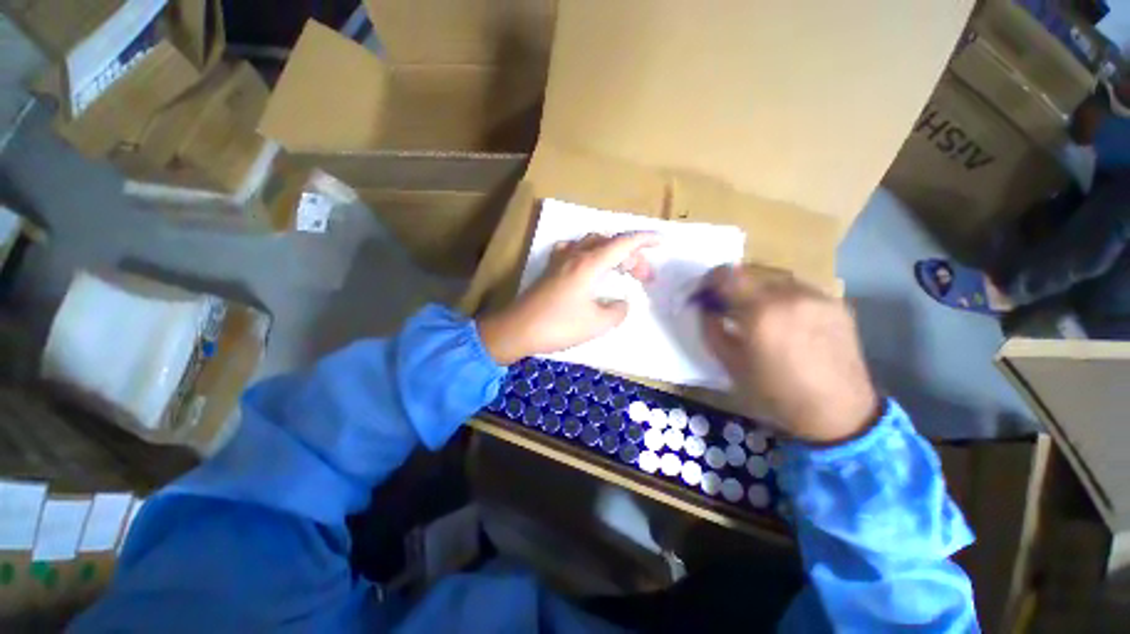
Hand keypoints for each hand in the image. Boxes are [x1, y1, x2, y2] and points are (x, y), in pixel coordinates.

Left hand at [477, 233, 659, 365]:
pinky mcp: (552, 269)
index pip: (624, 243)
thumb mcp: (597, 323)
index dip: (646, 240)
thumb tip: (620, 303)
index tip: (663, 242)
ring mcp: (562, 260)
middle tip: (645, 278)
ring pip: (594, 244)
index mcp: (590, 263)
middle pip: (611, 244)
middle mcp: (576, 255)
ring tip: (623, 270)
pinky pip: (576, 251)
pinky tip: (590, 264)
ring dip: (613, 253)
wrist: (518, 329)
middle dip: (633, 255)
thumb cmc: (559, 325)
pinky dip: (591, 254)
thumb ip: (617, 311)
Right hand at [699, 264, 878, 444]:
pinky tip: (783, 318)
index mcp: (761, 312)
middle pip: (751, 271)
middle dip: (732, 285)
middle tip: (726, 303)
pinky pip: (798, 288)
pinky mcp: (836, 303)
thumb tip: (706, 308)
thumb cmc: (776, 393)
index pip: (727, 275)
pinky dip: (781, 296)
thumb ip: (711, 329)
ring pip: (775, 277)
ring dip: (758, 288)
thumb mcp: (730, 364)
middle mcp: (790, 295)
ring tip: (755, 311)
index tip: (704, 293)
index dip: (709, 280)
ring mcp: (817, 296)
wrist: (839, 412)